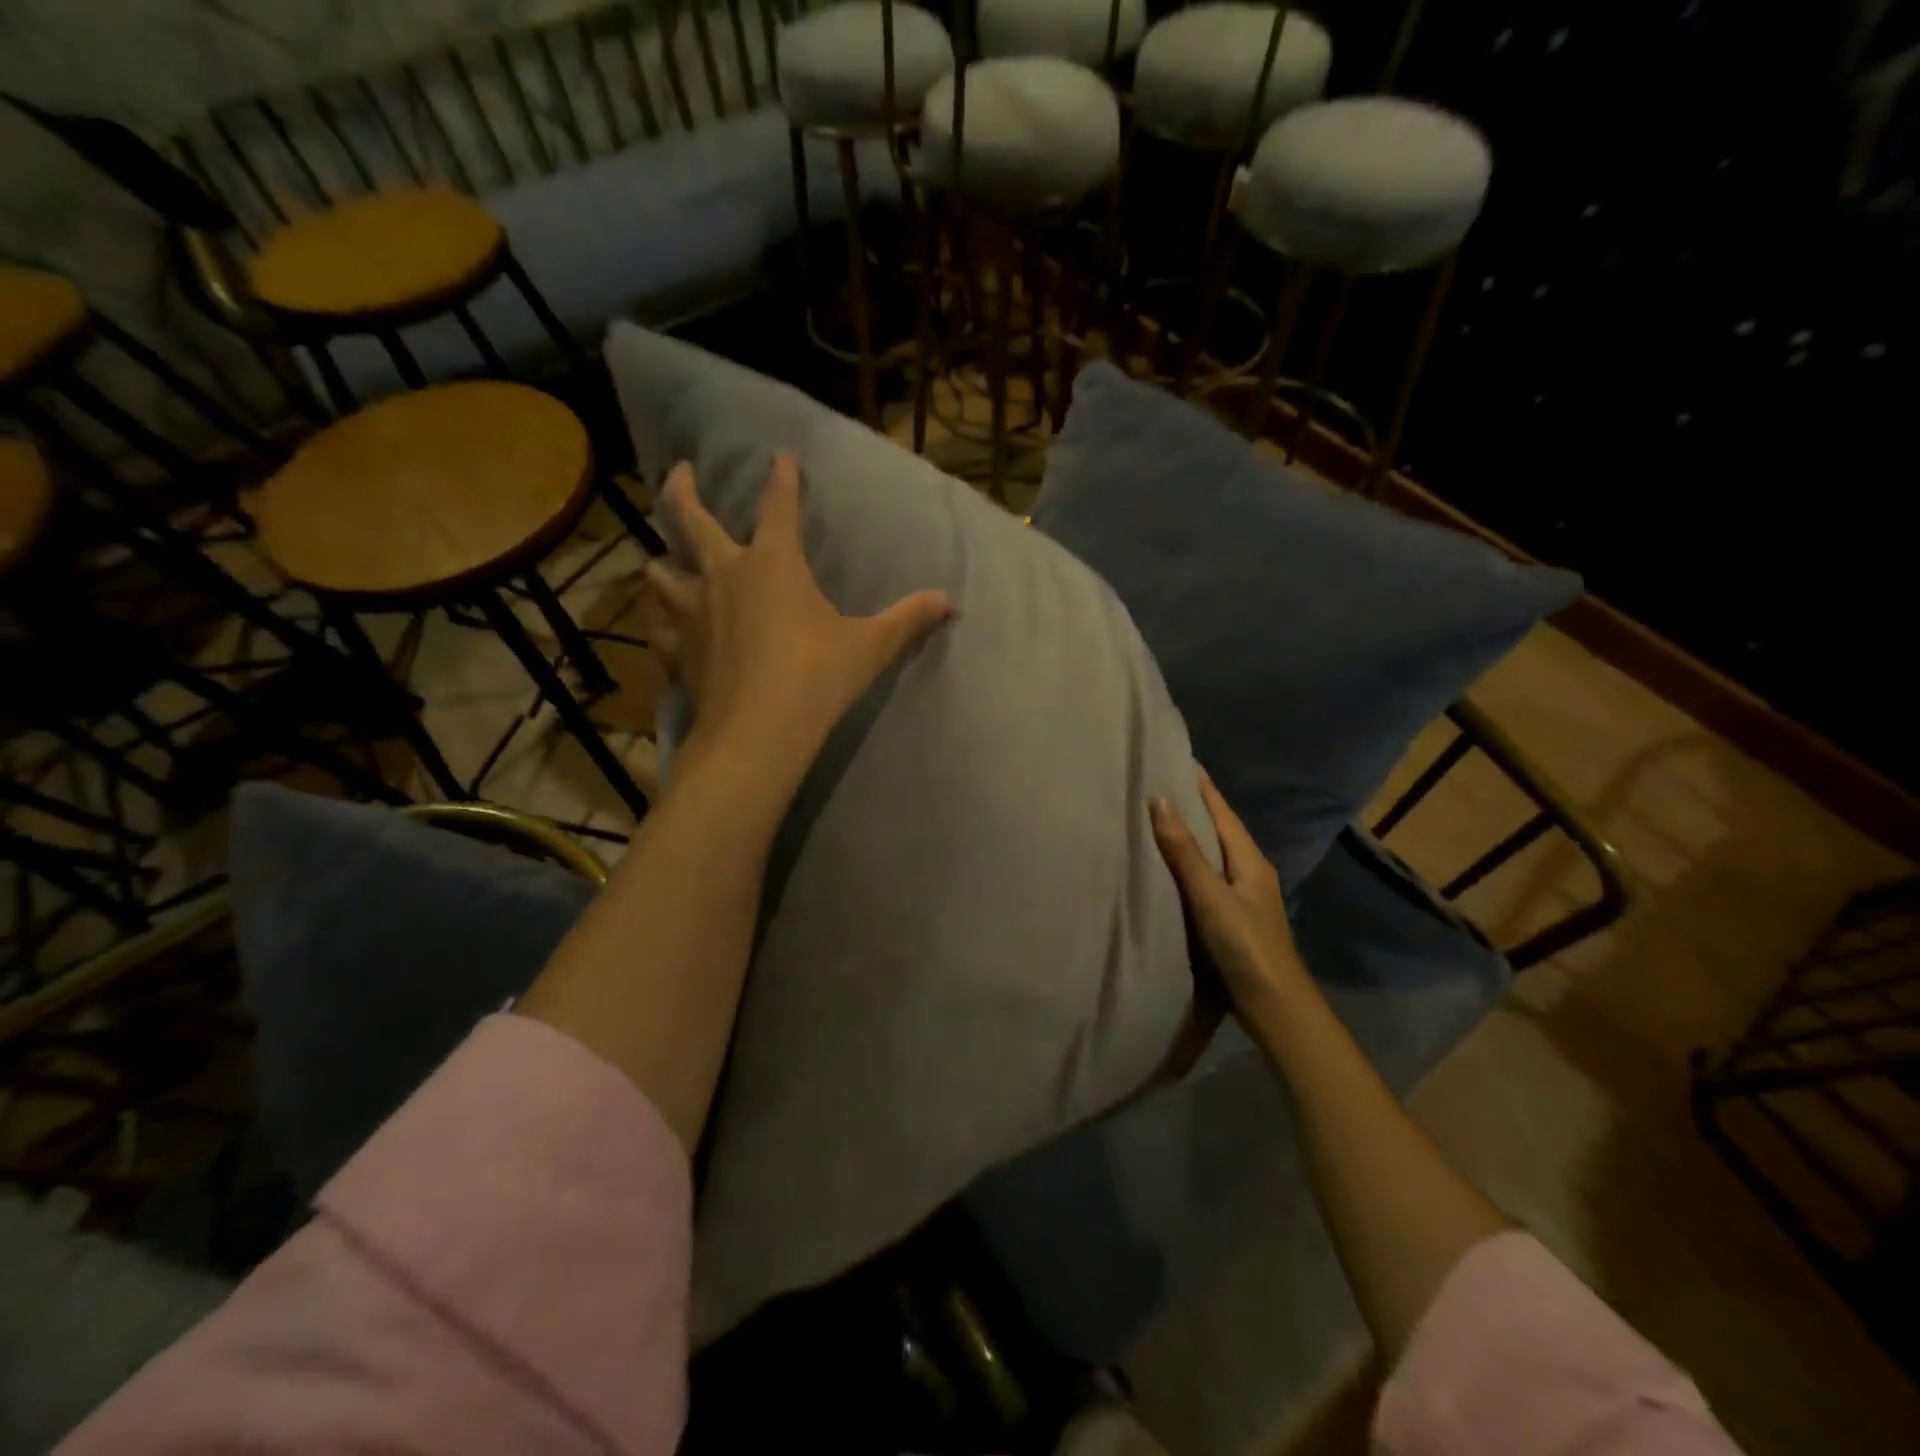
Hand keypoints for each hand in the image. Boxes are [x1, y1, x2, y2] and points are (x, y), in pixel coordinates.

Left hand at [643, 453, 953, 773]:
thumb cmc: (817, 677)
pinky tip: (666, 633)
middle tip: (680, 471)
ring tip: (666, 561)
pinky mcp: (675, 650)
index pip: (778, 505)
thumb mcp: (870, 646)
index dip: (782, 477)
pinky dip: (661, 627)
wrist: (759, 732)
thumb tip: (950, 602)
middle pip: (689, 517)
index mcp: (773, 562)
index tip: (780, 455)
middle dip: (682, 489)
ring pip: (658, 572)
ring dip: (663, 561)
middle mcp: (724, 574)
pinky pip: (658, 630)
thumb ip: (907, 619)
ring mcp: (691, 612)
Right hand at [1151, 771, 1309, 1022]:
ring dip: (1191, 836)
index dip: (1202, 786)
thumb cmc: (1246, 947)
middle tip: (1160, 783)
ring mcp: (1244, 898)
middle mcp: (1250, 873)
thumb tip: (1159, 800)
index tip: (1179, 759)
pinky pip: (1207, 879)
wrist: (1275, 1008)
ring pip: (1214, 855)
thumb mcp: (1211, 897)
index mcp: (1250, 862)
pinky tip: (1169, 869)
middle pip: (1220, 830)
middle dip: (1194, 806)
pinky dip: (1188, 865)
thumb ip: (1184, 852)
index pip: (1222, 812)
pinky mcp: (1233, 919)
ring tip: (1158, 818)